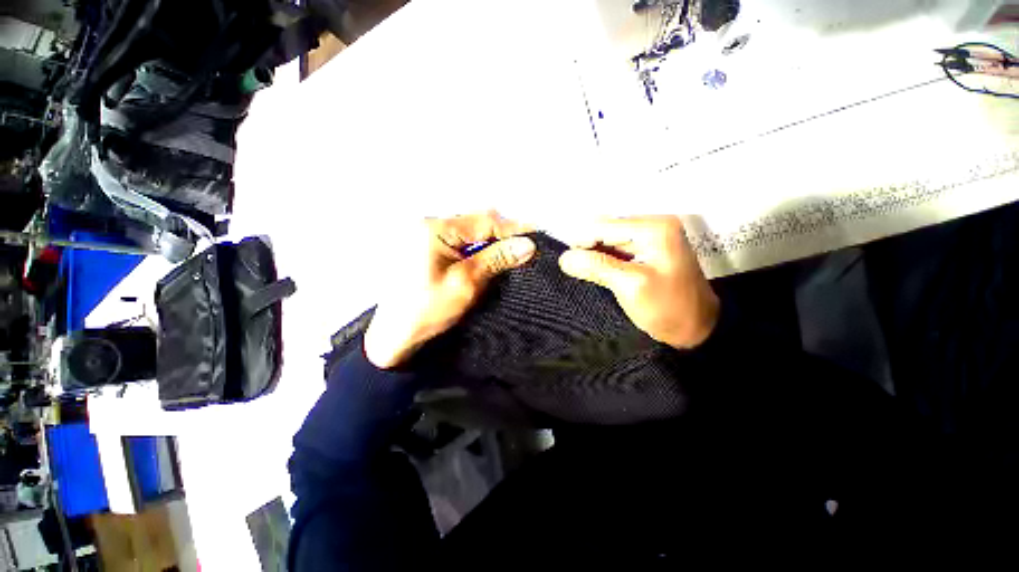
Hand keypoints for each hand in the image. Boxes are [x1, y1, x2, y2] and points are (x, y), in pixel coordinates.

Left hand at [364, 212, 535, 368]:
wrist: (393, 336)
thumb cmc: (425, 310)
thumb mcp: (466, 284)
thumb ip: (497, 259)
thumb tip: (527, 244)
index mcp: (433, 228)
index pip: (483, 220)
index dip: (513, 227)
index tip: (539, 234)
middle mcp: (426, 225)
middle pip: (474, 222)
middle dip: (501, 233)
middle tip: (527, 247)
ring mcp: (421, 236)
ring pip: (465, 232)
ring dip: (487, 241)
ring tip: (511, 254)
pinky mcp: (421, 249)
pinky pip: (454, 242)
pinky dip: (472, 249)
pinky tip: (486, 260)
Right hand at [558, 216, 718, 349]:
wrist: (700, 328)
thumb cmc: (669, 309)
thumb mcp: (631, 287)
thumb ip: (597, 268)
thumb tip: (564, 257)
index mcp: (655, 226)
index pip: (605, 225)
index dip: (582, 242)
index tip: (567, 264)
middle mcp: (657, 222)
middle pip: (609, 229)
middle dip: (593, 249)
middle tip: (579, 273)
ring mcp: (658, 234)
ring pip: (615, 239)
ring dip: (602, 256)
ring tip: (593, 276)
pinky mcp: (657, 247)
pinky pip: (626, 247)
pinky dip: (614, 260)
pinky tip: (608, 275)